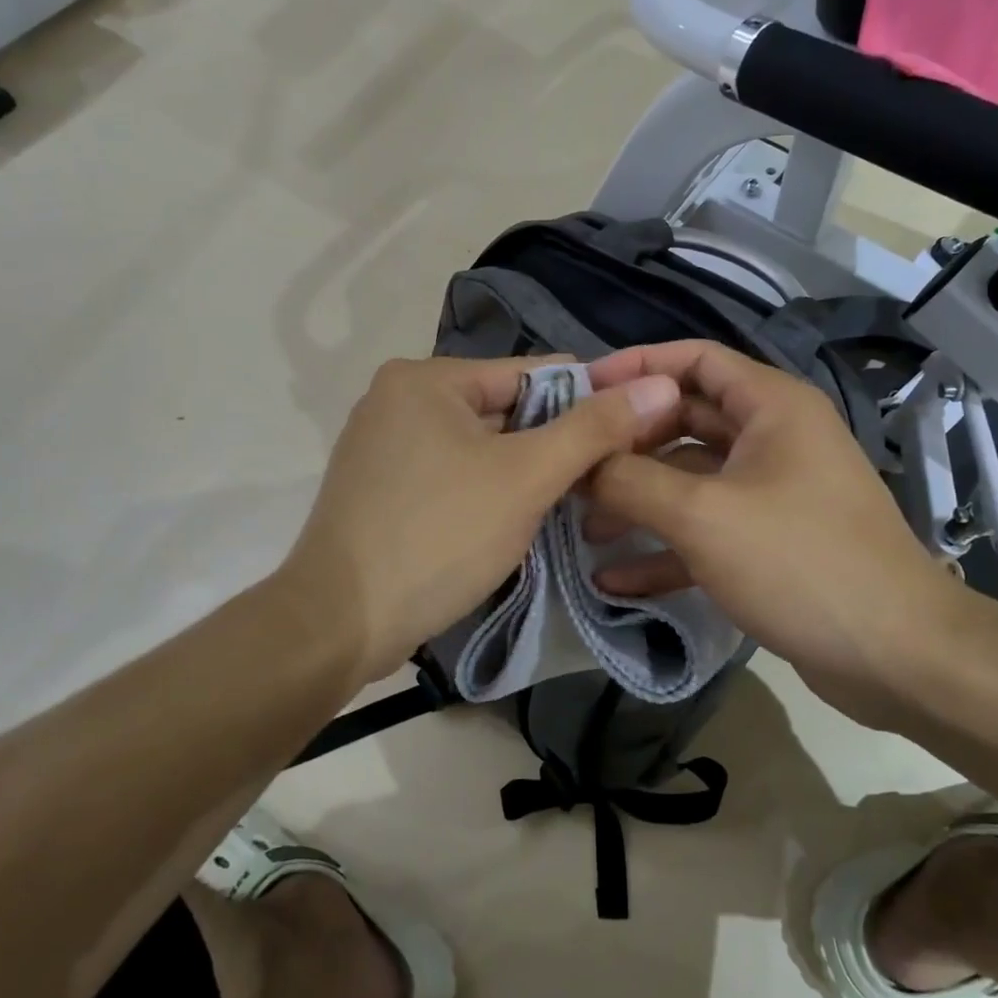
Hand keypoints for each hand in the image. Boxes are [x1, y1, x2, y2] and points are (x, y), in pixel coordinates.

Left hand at [275, 356, 681, 685]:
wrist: (338, 624)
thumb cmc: (438, 536)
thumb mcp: (526, 478)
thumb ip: (594, 428)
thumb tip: (659, 384)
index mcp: (427, 377)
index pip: (531, 373)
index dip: (586, 403)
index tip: (630, 439)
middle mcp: (399, 398)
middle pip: (504, 409)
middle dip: (552, 444)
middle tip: (603, 482)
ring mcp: (383, 444)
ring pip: (479, 446)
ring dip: (523, 472)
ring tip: (569, 505)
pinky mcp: (380, 487)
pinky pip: (451, 473)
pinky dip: (486, 490)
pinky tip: (514, 521)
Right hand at [584, 341, 974, 726]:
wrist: (897, 657)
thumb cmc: (800, 563)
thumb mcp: (703, 515)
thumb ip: (632, 480)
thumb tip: (580, 462)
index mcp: (771, 406)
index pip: (694, 359)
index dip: (635, 367)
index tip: (579, 389)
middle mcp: (773, 437)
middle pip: (685, 420)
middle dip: (627, 443)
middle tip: (571, 464)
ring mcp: (772, 492)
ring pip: (690, 479)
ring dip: (639, 500)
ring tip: (581, 526)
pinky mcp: (770, 542)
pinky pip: (707, 529)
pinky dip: (665, 547)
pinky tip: (615, 578)